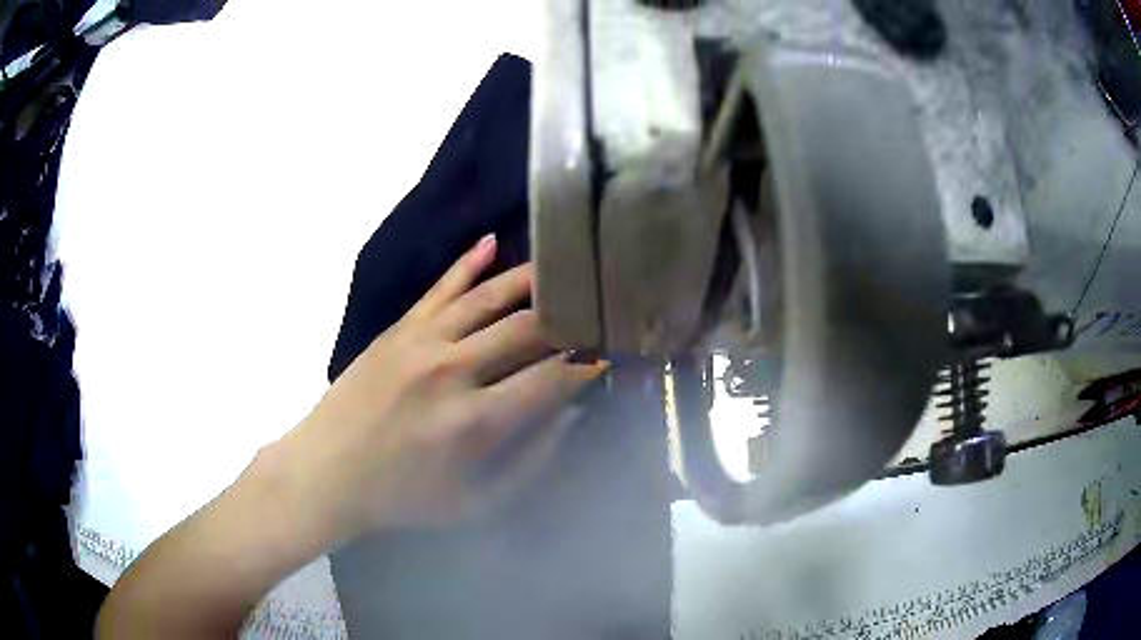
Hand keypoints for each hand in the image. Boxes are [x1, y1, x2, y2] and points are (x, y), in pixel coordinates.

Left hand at [278, 235, 604, 541]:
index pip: (550, 379)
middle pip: (527, 330)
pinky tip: (492, 242)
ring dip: (531, 282)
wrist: (328, 471)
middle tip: (595, 310)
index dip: (588, 365)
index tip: (610, 354)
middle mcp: (453, 370)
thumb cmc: (403, 497)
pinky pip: (441, 287)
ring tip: (564, 268)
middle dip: (570, 319)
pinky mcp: (399, 329)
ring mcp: (422, 341)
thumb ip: (530, 462)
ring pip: (489, 298)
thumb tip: (570, 416)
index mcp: (474, 421)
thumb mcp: (475, 502)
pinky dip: (468, 263)